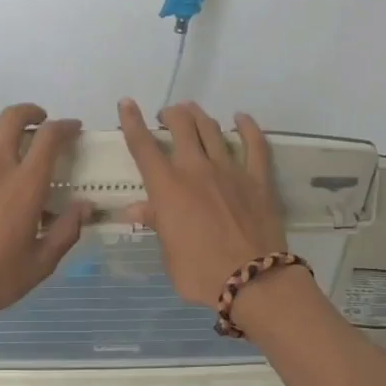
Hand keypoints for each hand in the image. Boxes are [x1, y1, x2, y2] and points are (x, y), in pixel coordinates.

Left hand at [0, 103, 91, 322]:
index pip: (49, 139)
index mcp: (26, 186)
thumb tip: (86, 207)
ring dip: (1, 121)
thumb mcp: (42, 263)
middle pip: (12, 121)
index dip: (64, 127)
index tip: (72, 128)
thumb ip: (67, 231)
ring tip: (10, 128)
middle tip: (41, 121)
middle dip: (31, 113)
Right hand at [117, 98, 288, 309]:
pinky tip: (241, 118)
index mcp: (167, 187)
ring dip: (198, 116)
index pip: (144, 146)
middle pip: (181, 126)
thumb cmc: (201, 273)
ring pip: (211, 129)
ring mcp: (230, 170)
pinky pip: (254, 144)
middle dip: (170, 114)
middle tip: (165, 117)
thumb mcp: (168, 253)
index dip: (132, 122)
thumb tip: (135, 209)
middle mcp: (196, 169)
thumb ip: (155, 223)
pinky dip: (247, 127)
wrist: (253, 281)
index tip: (127, 104)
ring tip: (192, 113)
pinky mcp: (258, 178)